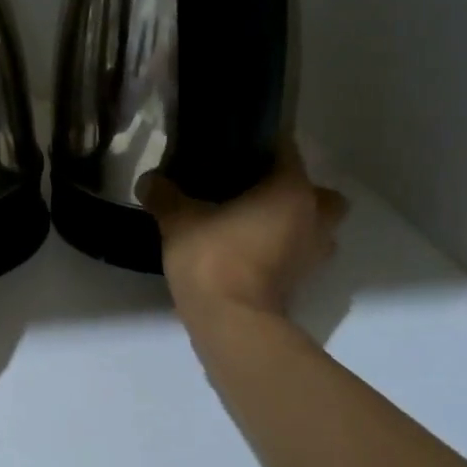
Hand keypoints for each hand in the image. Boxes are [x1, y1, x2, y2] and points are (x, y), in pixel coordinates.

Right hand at [139, 150, 348, 318]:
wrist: (231, 322)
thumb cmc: (213, 257)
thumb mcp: (178, 220)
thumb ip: (165, 195)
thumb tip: (148, 180)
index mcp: (291, 190)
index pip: (287, 150)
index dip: (262, 144)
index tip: (236, 145)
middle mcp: (314, 217)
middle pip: (318, 193)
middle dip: (296, 190)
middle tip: (258, 191)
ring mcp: (314, 254)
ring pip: (317, 227)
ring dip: (297, 223)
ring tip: (255, 222)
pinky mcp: (303, 282)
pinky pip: (301, 253)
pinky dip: (285, 250)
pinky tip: (251, 249)